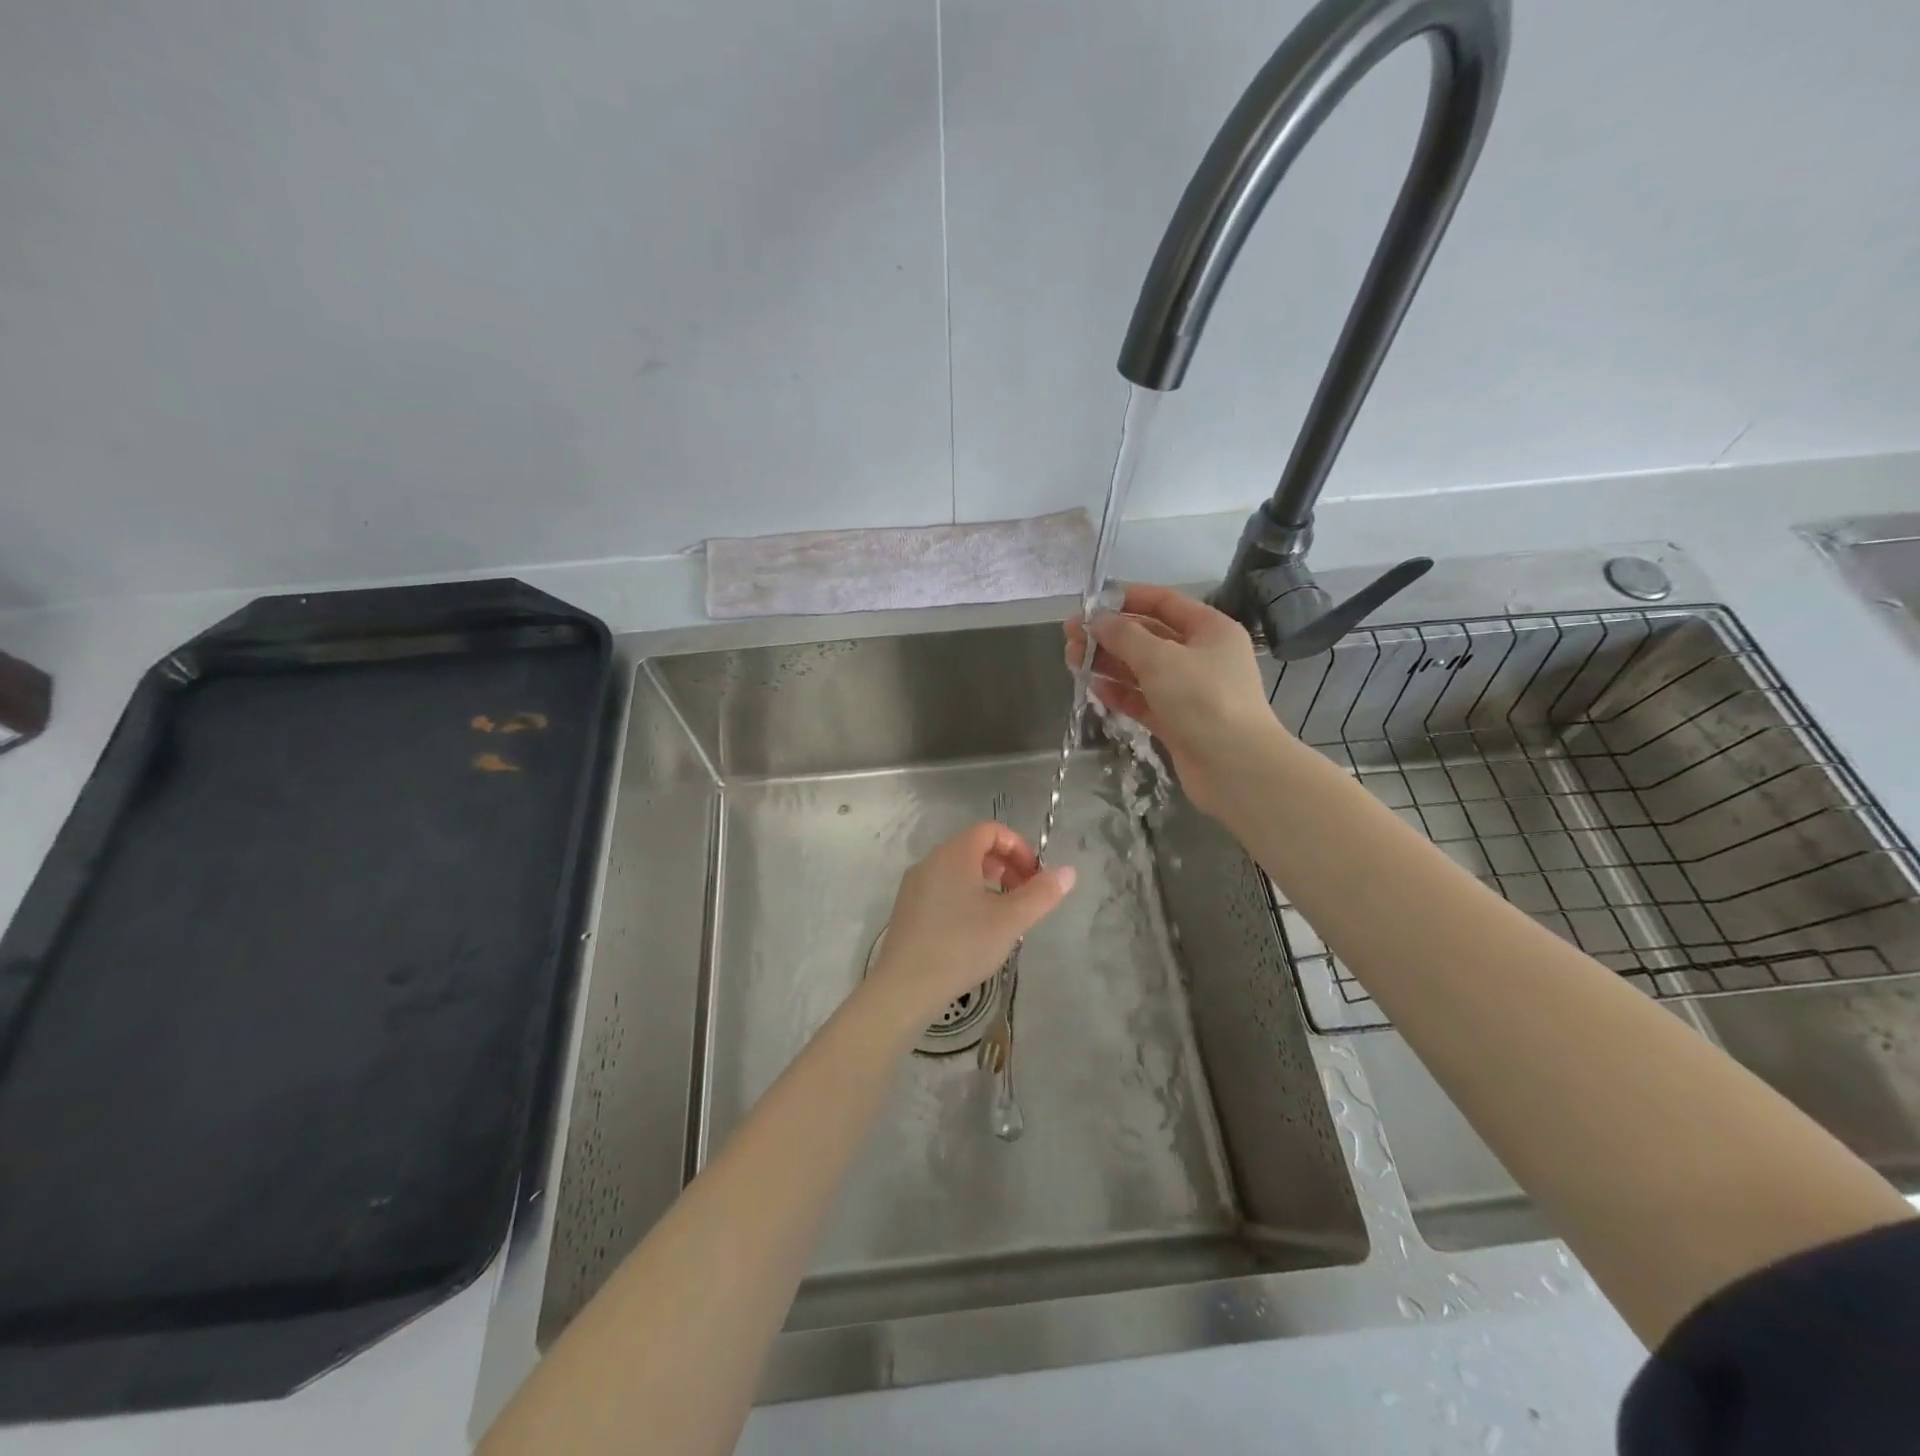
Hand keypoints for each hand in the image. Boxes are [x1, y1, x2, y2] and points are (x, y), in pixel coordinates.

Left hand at [864, 822, 1075, 1035]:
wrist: (905, 986)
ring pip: (958, 870)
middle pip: (974, 848)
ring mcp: (915, 885)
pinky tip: (975, 930)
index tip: (1035, 877)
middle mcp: (931, 861)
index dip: (1018, 847)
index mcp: (954, 854)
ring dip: (987, 883)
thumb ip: (1042, 894)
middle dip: (1006, 866)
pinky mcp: (907, 908)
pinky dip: (966, 896)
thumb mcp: (1010, 920)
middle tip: (1025, 896)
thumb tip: (1069, 872)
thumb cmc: (962, 945)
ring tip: (1004, 915)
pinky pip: (943, 888)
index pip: (990, 830)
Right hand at [1065, 583, 1283, 820]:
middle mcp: (1201, 656)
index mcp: (1209, 629)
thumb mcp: (1160, 659)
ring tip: (1073, 661)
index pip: (1164, 602)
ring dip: (1109, 664)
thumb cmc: (1203, 700)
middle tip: (1070, 638)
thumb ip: (1124, 636)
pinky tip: (1094, 689)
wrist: (1236, 767)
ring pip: (1142, 670)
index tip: (1090, 604)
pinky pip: (1143, 700)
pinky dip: (1120, 693)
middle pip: (1148, 637)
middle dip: (1109, 635)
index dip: (1126, 599)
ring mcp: (1189, 691)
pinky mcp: (1177, 721)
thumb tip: (1096, 620)